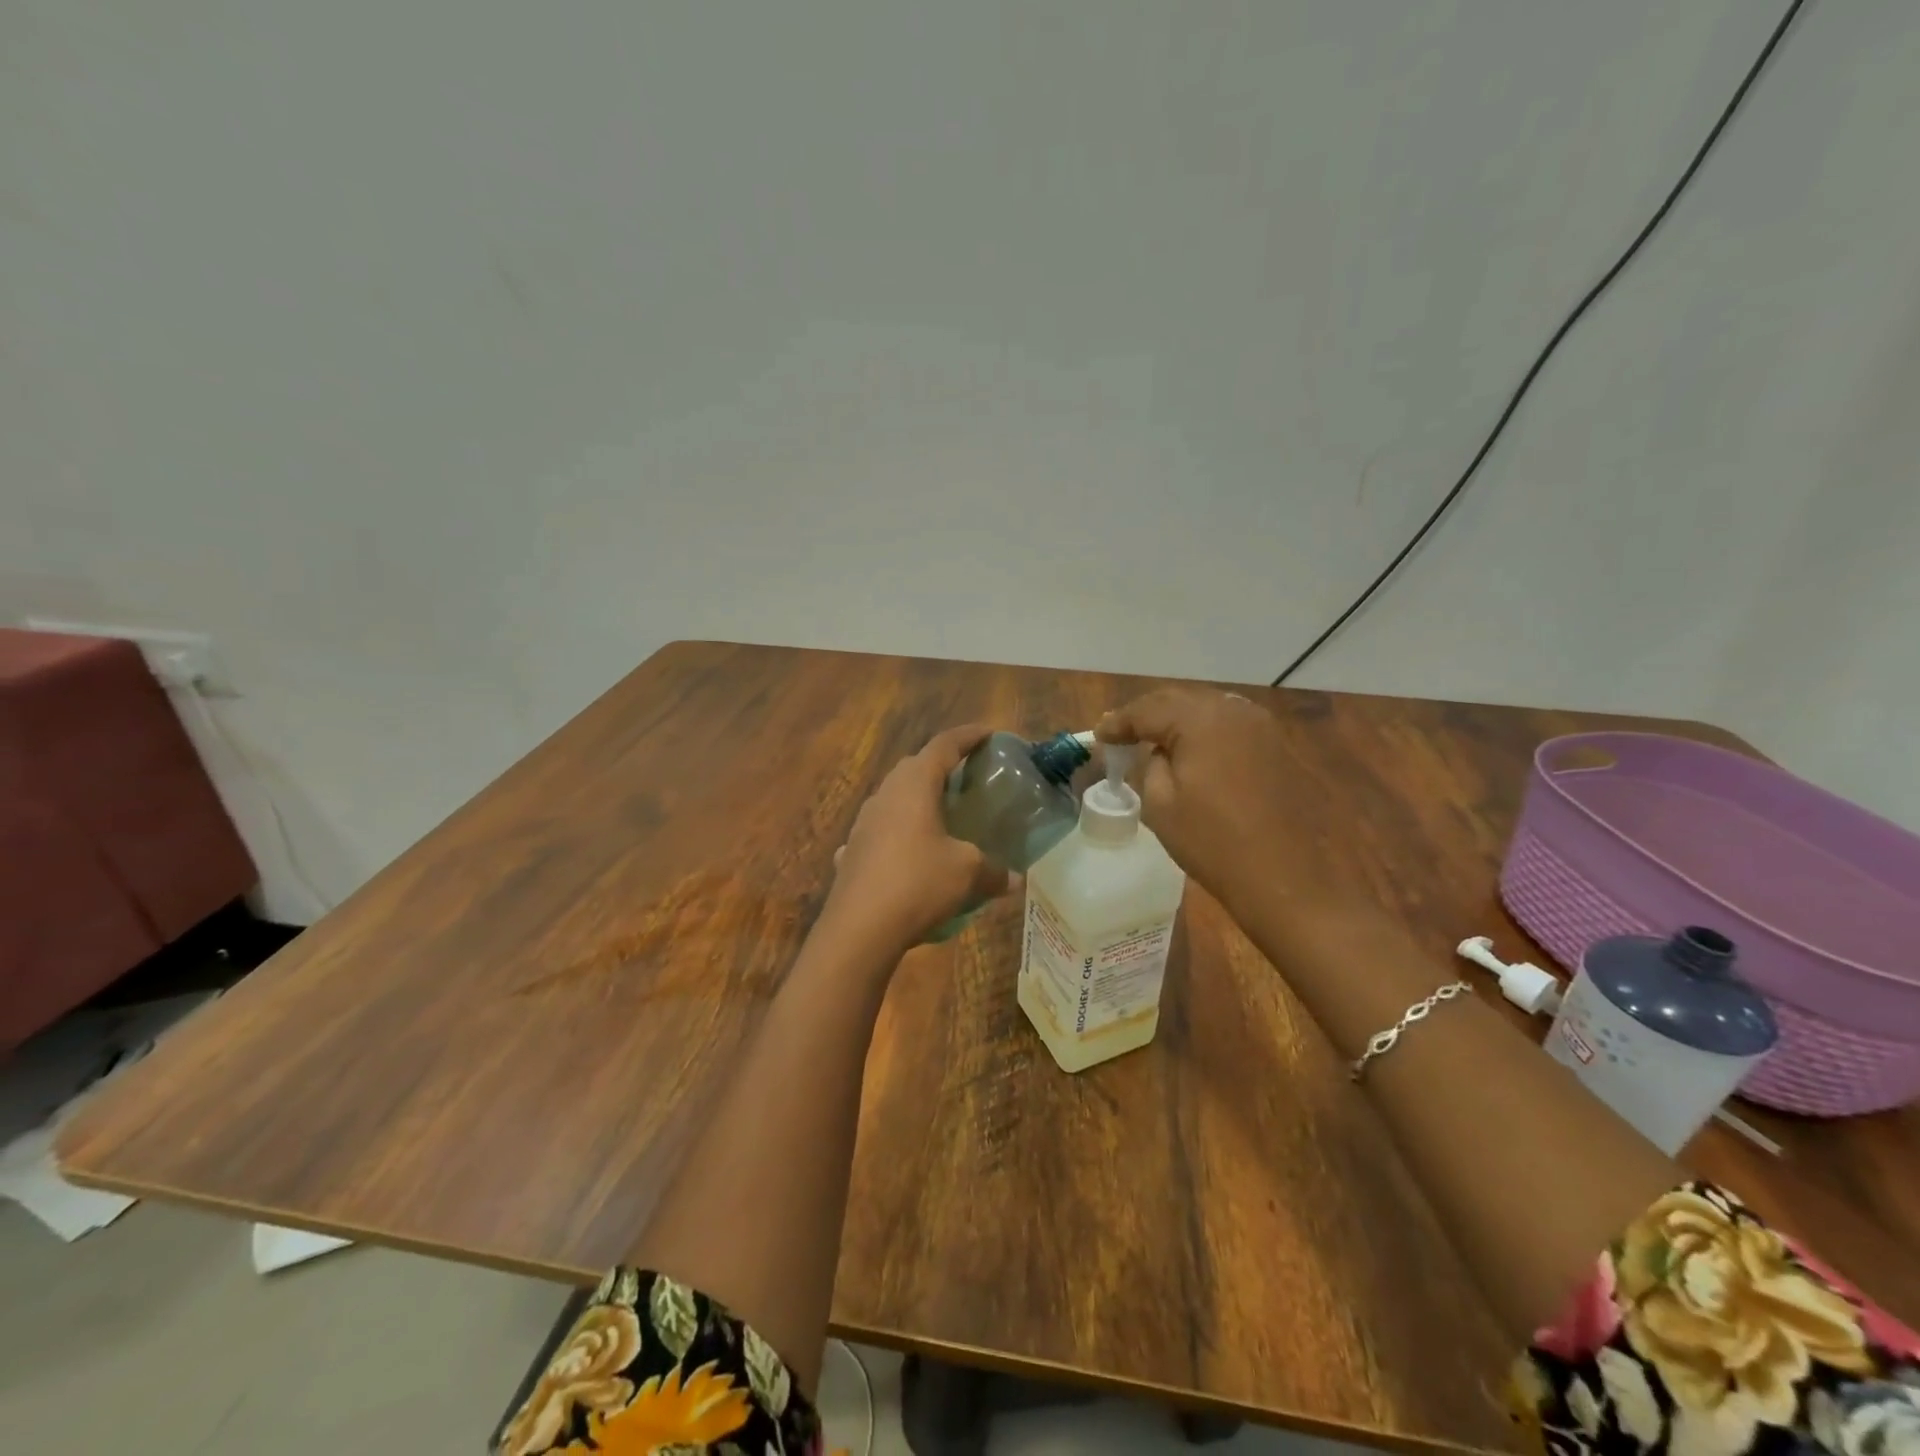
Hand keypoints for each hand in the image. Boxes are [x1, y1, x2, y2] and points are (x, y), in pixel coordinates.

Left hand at [824, 725, 1012, 953]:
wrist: (859, 928)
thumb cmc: (918, 883)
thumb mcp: (967, 873)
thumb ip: (993, 871)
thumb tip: (1014, 879)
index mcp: (915, 784)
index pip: (944, 745)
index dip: (969, 736)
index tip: (989, 733)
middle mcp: (885, 794)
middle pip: (914, 767)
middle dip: (941, 766)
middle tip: (967, 777)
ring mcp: (863, 823)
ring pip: (893, 798)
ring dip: (916, 800)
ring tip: (939, 815)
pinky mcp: (851, 851)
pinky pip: (879, 832)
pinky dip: (896, 834)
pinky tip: (905, 853)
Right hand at [1097, 688, 1302, 904]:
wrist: (1282, 877)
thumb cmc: (1212, 841)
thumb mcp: (1161, 803)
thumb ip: (1150, 763)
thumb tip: (1158, 751)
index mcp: (1201, 719)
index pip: (1147, 709)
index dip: (1118, 722)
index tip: (1098, 736)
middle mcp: (1233, 710)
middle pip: (1178, 701)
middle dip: (1147, 715)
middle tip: (1120, 734)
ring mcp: (1261, 726)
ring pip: (1206, 709)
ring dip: (1176, 720)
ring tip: (1153, 739)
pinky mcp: (1276, 746)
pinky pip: (1229, 726)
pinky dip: (1204, 732)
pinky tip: (1192, 750)